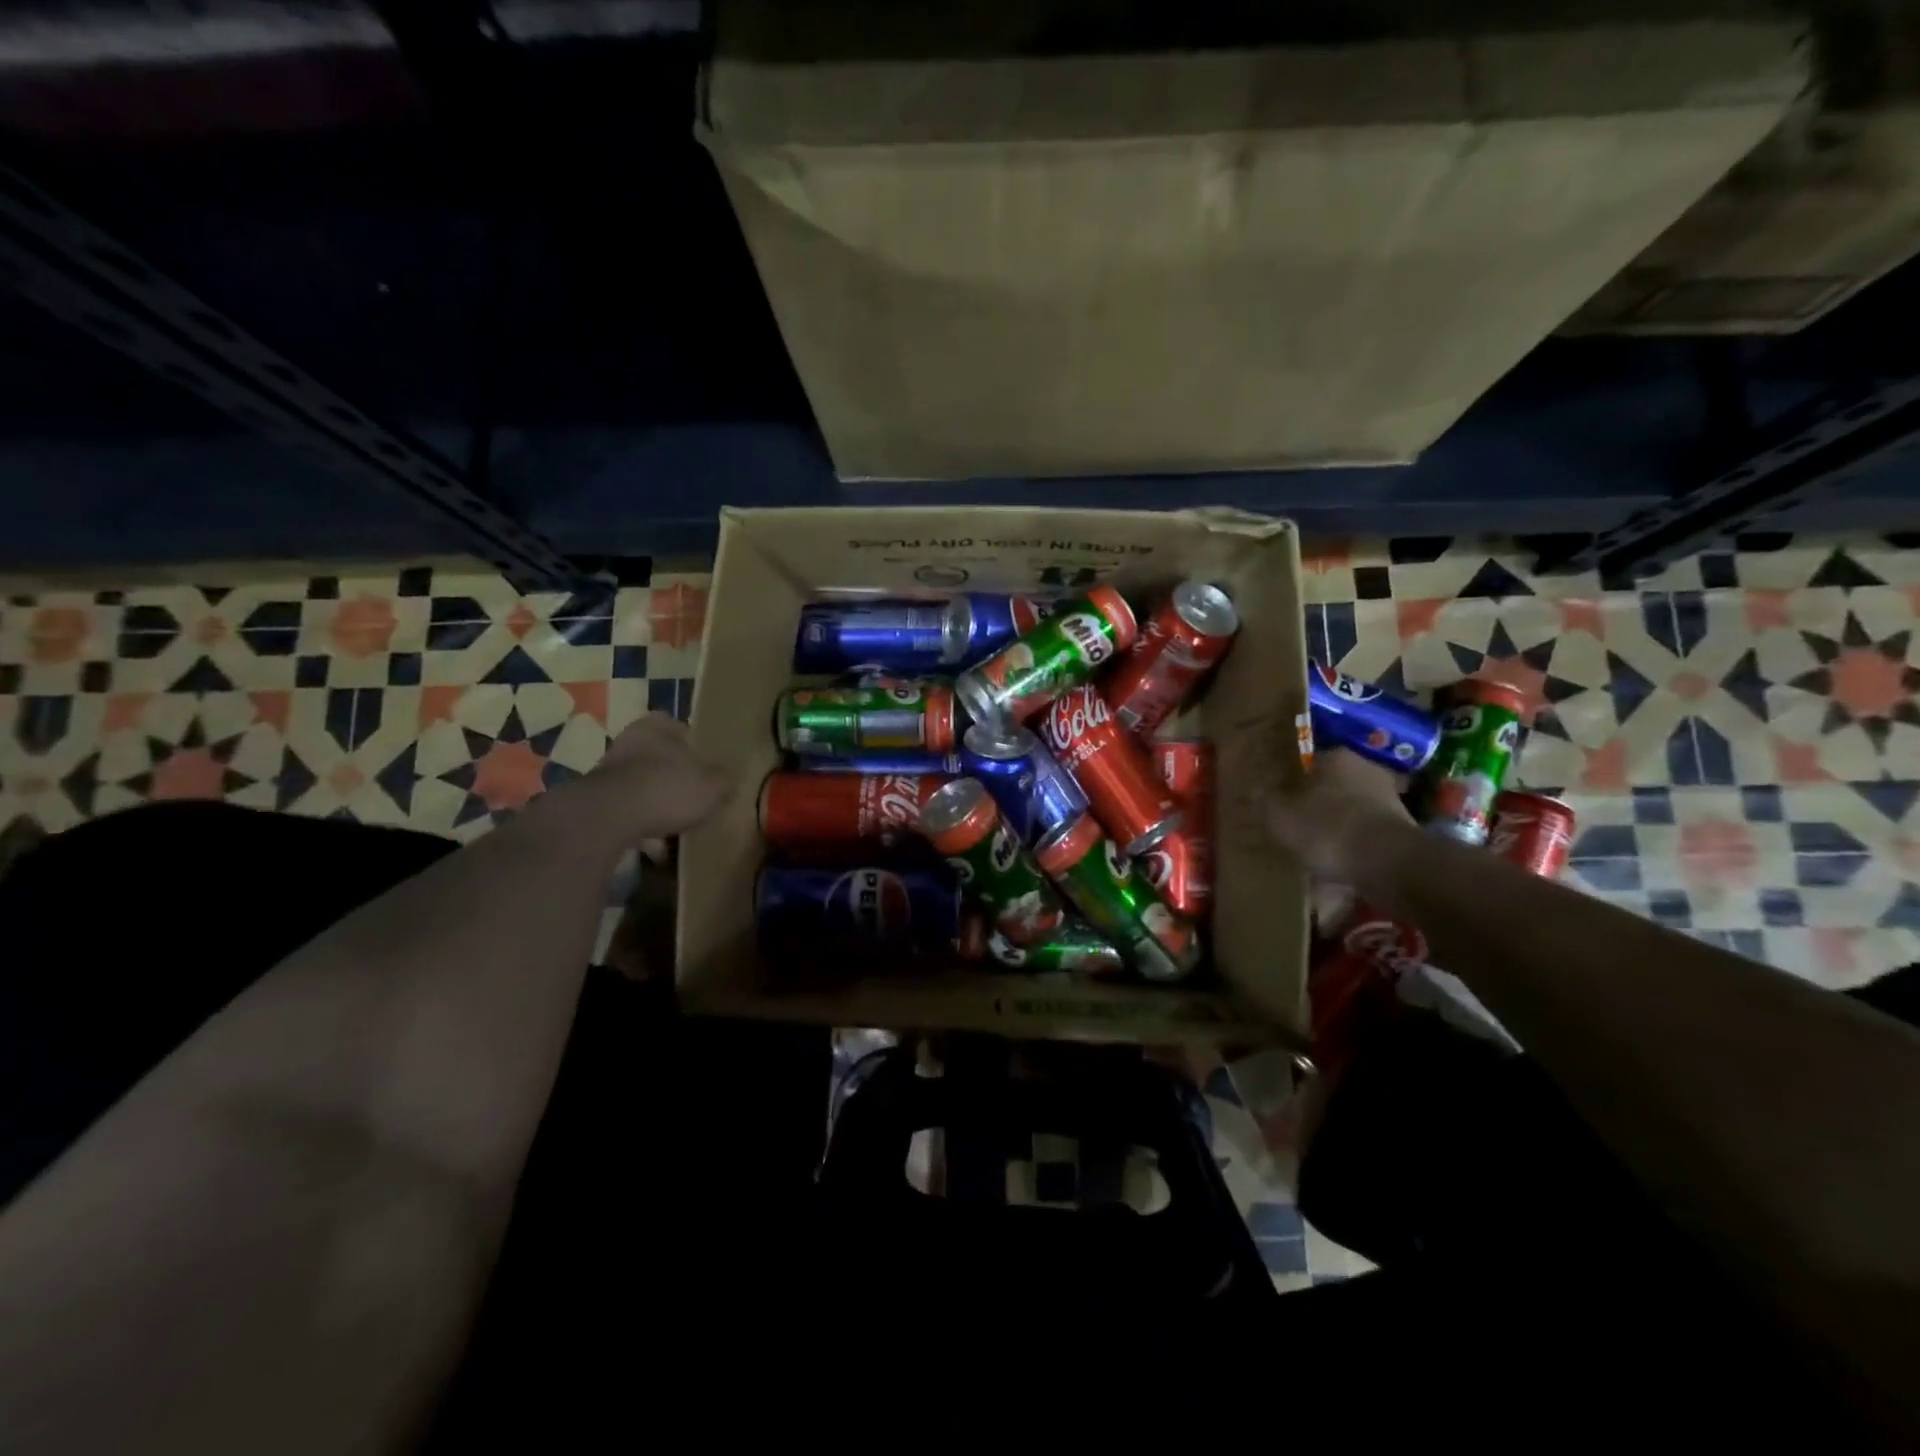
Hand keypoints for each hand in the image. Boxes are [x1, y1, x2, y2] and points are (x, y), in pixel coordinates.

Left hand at [549, 713, 733, 854]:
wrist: (607, 819)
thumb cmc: (667, 788)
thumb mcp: (713, 785)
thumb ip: (724, 781)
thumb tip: (731, 780)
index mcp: (656, 727)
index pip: (677, 727)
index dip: (694, 746)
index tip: (706, 767)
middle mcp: (628, 743)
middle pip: (658, 759)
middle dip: (674, 779)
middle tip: (694, 799)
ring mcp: (607, 774)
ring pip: (641, 788)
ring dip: (656, 806)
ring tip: (677, 830)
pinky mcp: (594, 804)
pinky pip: (626, 815)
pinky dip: (640, 829)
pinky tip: (655, 848)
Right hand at [1264, 748, 1415, 881]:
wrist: (1389, 864)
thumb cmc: (1327, 829)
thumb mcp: (1278, 815)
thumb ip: (1264, 799)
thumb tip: (1254, 789)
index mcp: (1335, 757)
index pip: (1306, 763)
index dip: (1289, 784)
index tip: (1278, 804)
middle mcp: (1366, 770)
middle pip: (1330, 789)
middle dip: (1314, 808)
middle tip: (1294, 831)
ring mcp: (1390, 801)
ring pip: (1349, 815)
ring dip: (1335, 833)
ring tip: (1315, 859)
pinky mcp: (1403, 831)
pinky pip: (1365, 840)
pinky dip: (1352, 853)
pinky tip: (1337, 875)